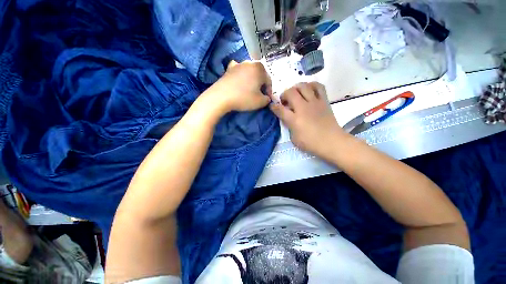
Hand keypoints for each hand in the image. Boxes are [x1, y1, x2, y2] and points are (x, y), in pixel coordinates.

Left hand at [205, 61, 271, 112]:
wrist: (221, 97)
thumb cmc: (244, 98)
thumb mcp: (260, 102)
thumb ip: (267, 99)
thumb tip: (266, 97)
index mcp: (260, 69)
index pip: (269, 81)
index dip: (269, 91)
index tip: (266, 99)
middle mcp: (250, 62)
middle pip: (260, 75)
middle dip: (260, 85)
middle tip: (259, 95)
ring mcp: (238, 64)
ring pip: (249, 72)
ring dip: (252, 80)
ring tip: (249, 89)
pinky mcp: (229, 69)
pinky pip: (238, 71)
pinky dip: (240, 75)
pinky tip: (239, 81)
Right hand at [270, 82, 347, 156]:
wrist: (331, 141)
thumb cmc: (311, 143)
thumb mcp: (294, 138)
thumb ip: (289, 126)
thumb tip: (287, 118)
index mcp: (294, 119)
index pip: (280, 109)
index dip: (273, 106)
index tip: (272, 106)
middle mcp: (303, 108)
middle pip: (291, 92)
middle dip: (284, 94)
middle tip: (285, 100)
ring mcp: (314, 102)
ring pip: (303, 86)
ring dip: (296, 88)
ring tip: (296, 94)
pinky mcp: (324, 101)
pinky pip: (318, 86)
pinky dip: (312, 85)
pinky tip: (309, 90)